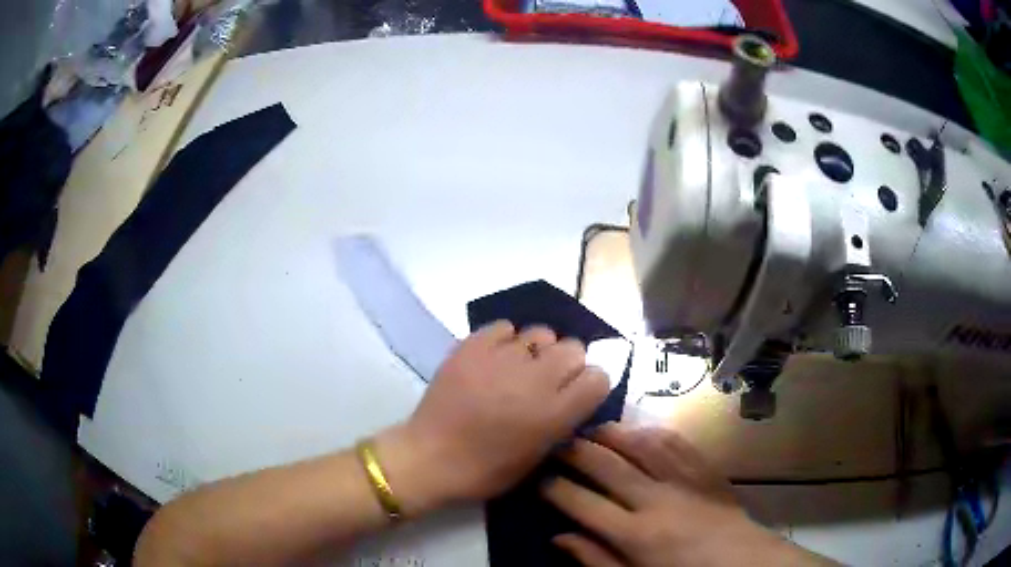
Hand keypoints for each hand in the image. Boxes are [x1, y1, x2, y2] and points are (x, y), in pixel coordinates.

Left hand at [378, 321, 610, 515]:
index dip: (591, 385)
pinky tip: (495, 358)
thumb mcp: (537, 458)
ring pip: (542, 332)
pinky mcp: (472, 346)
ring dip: (538, 349)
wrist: (429, 457)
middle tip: (548, 380)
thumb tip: (572, 397)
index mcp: (554, 413)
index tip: (578, 394)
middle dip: (568, 363)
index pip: (599, 377)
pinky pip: (504, 327)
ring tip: (520, 366)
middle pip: (574, 348)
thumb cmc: (485, 470)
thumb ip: (562, 424)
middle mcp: (535, 380)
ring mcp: (502, 358)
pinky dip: (505, 340)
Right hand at [542, 424, 836, 565]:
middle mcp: (656, 500)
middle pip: (607, 465)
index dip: (555, 488)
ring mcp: (684, 480)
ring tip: (591, 430)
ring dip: (611, 433)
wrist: (741, 563)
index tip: (539, 479)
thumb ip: (596, 560)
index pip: (582, 503)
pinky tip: (637, 430)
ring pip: (640, 444)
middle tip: (556, 443)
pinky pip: (675, 441)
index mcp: (635, 534)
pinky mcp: (705, 469)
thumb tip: (560, 537)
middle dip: (576, 451)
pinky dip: (651, 431)